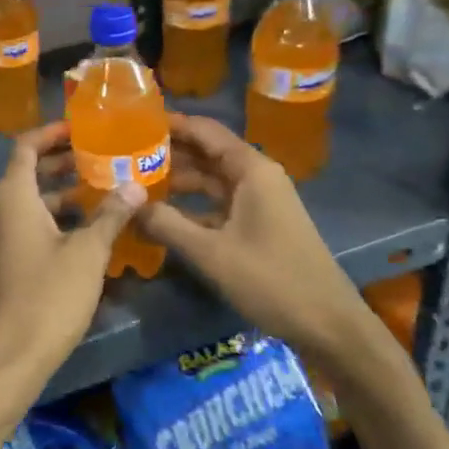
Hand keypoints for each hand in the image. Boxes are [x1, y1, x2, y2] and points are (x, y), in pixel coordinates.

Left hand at [0, 121, 144, 386]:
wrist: (13, 353)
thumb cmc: (49, 294)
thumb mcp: (88, 252)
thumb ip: (110, 215)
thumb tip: (135, 184)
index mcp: (14, 196)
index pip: (26, 147)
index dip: (52, 132)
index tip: (82, 127)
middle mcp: (1, 209)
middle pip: (30, 171)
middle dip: (64, 161)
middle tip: (104, 155)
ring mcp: (2, 236)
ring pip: (34, 201)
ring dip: (65, 191)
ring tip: (106, 187)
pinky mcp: (9, 260)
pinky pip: (33, 224)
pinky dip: (59, 217)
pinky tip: (92, 227)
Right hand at [136, 113, 377, 362]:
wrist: (328, 325)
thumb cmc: (271, 280)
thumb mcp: (211, 252)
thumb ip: (166, 223)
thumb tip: (126, 204)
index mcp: (251, 170)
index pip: (204, 131)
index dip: (170, 124)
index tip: (130, 122)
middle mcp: (256, 177)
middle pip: (205, 153)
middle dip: (166, 152)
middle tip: (121, 154)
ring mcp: (258, 202)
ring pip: (209, 180)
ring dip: (175, 181)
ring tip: (132, 182)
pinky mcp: (257, 225)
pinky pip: (216, 204)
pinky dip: (189, 206)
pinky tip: (159, 215)